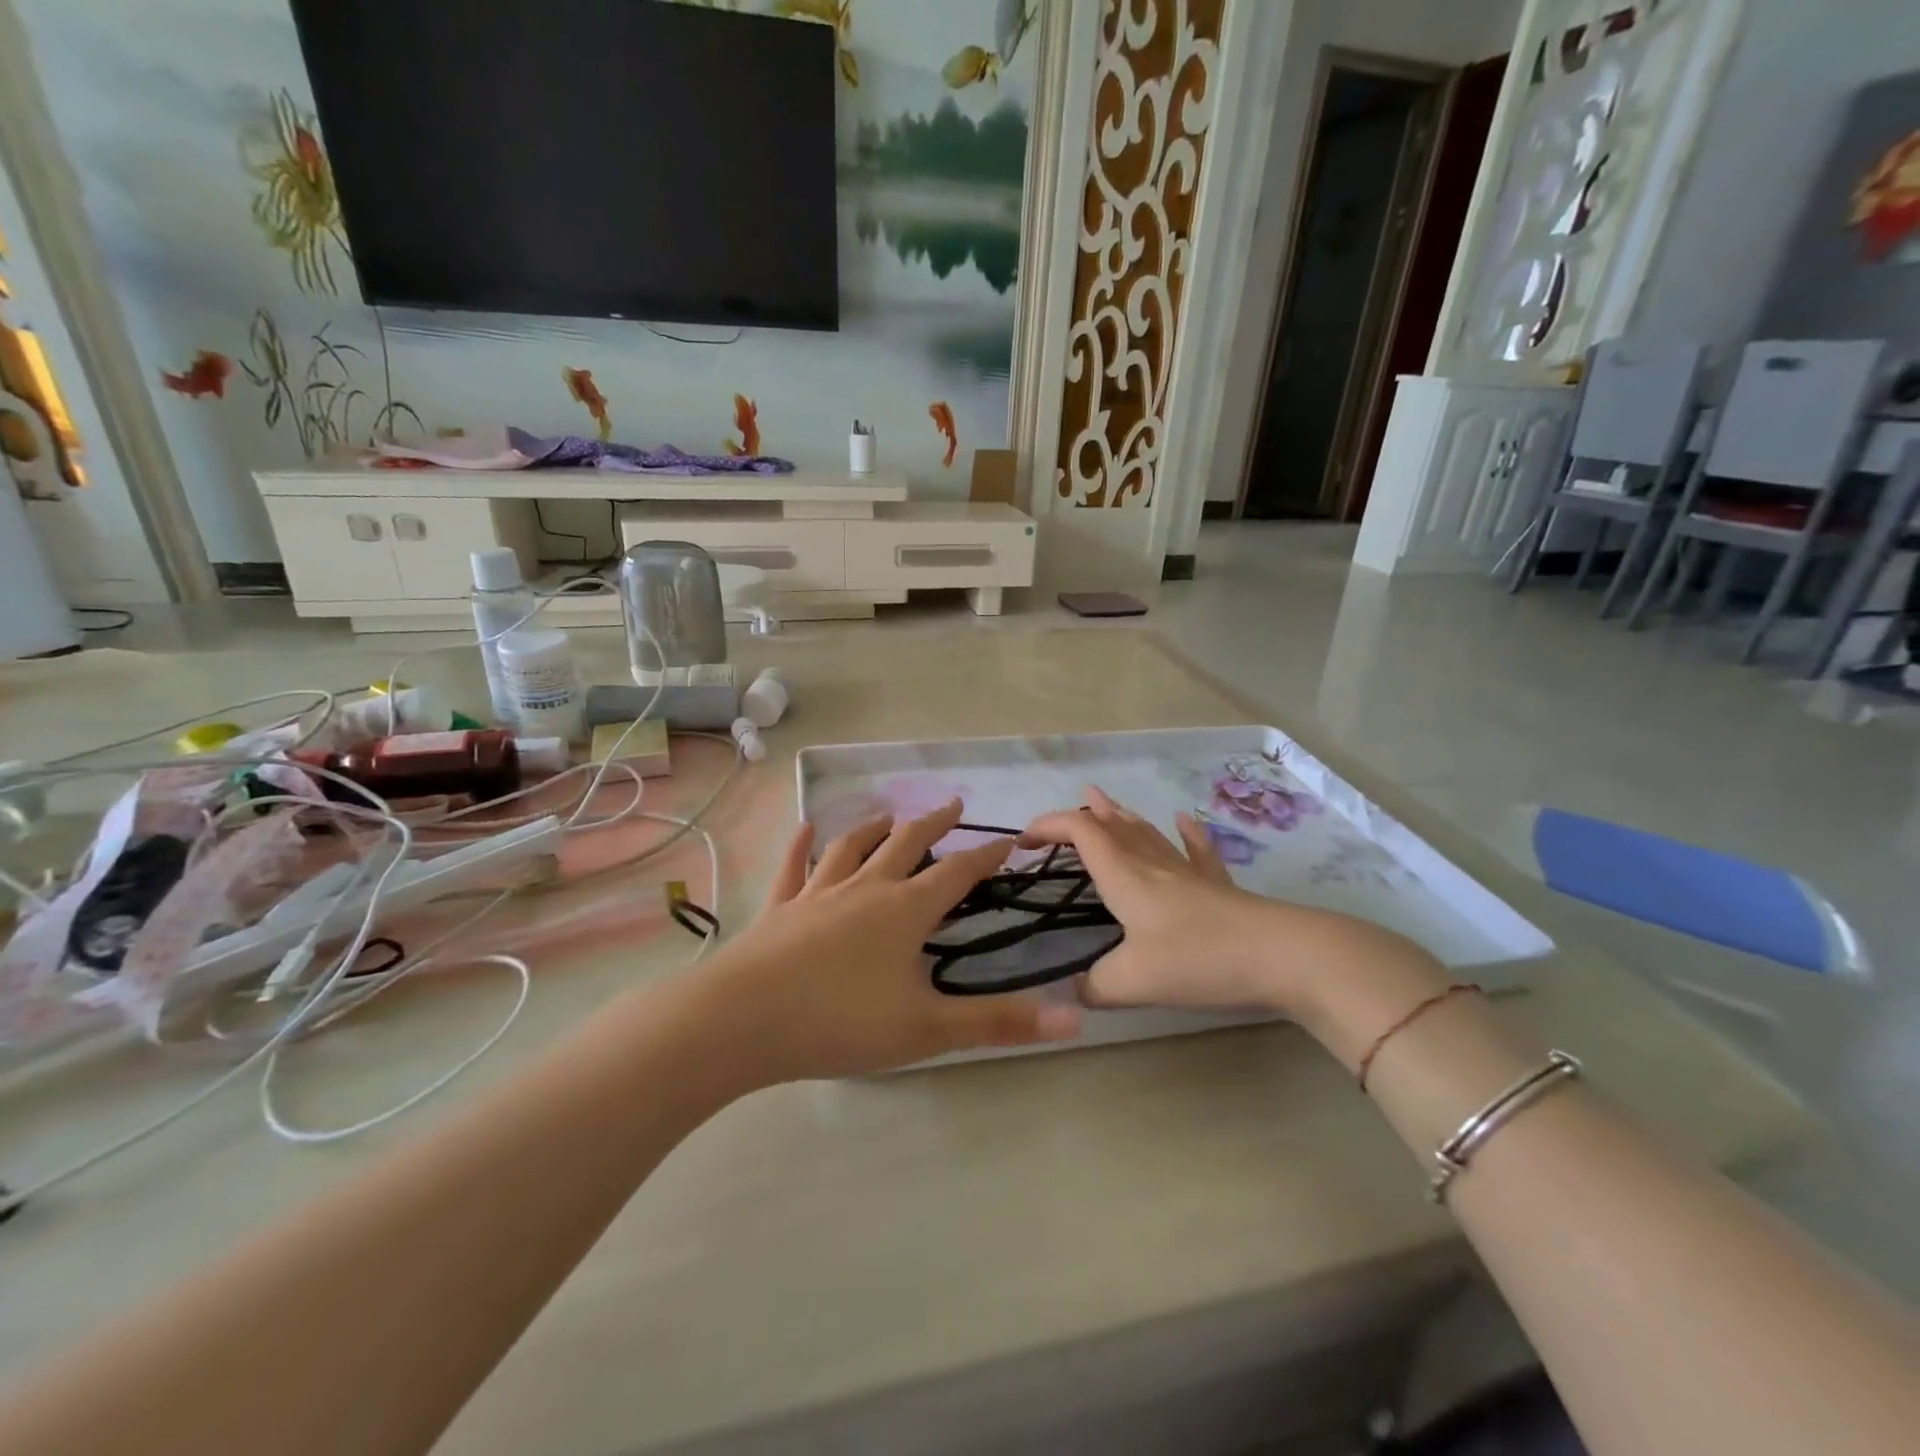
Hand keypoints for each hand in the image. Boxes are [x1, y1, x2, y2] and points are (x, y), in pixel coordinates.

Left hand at [707, 800, 1081, 1082]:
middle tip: (953, 806)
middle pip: (907, 845)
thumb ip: (999, 1023)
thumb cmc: (840, 1022)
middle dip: (935, 825)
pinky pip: (793, 867)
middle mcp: (865, 889)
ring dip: (875, 827)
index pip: (957, 874)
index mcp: (905, 911)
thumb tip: (1075, 1018)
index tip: (1008, 841)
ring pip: (852, 847)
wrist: (741, 1020)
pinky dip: (801, 844)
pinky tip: (804, 826)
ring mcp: (818, 893)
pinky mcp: (779, 907)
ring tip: (890, 815)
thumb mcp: (927, 1029)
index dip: (986, 857)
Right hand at [1019, 787, 1299, 1013]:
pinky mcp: (1218, 885)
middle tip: (1061, 816)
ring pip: (1147, 831)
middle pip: (1111, 824)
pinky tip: (1185, 821)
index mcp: (1123, 875)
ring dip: (1120, 815)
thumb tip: (1070, 991)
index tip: (1023, 840)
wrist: (1278, 955)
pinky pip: (1197, 850)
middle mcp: (1151, 862)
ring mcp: (1187, 870)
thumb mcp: (1132, 982)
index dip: (1047, 825)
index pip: (1079, 831)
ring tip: (1103, 800)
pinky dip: (1186, 833)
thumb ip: (1093, 987)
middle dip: (1081, 815)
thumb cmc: (1196, 959)